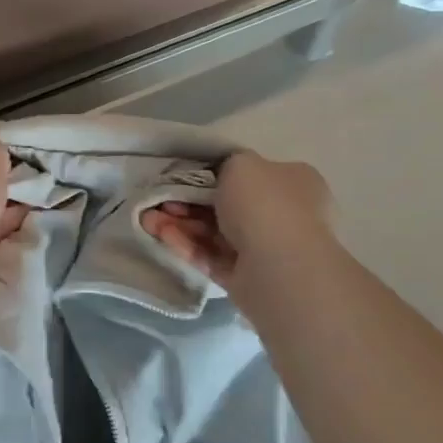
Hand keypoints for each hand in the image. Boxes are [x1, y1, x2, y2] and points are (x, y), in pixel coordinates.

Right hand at [139, 151, 335, 286]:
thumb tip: (222, 175)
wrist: (282, 268)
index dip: (212, 172)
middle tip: (160, 198)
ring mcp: (266, 249)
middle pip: (226, 204)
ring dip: (181, 222)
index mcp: (293, 182)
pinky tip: (161, 234)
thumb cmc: (265, 204)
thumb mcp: (242, 163)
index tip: (182, 173)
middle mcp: (284, 214)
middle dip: (188, 200)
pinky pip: (212, 256)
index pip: (249, 173)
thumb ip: (227, 164)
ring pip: (215, 231)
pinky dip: (187, 244)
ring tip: (149, 219)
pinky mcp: (246, 279)